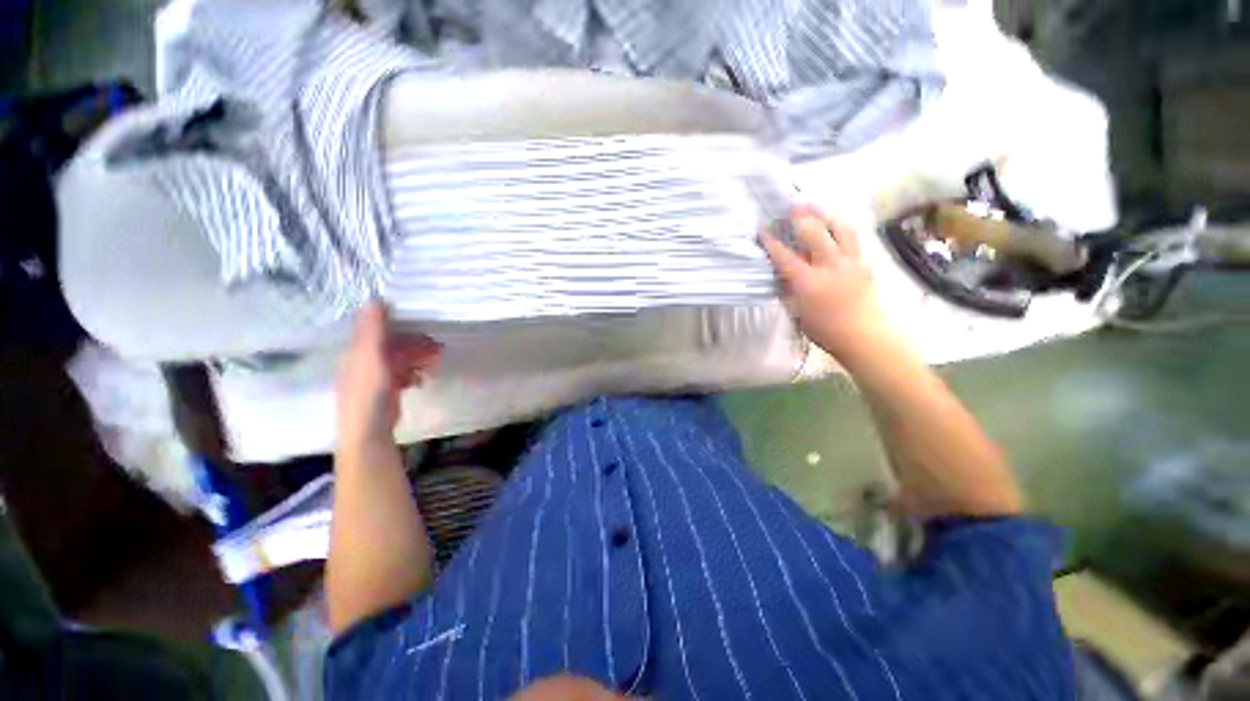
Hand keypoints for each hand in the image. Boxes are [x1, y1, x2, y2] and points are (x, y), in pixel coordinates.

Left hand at [336, 302, 439, 449]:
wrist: (369, 428)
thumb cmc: (369, 389)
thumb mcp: (370, 354)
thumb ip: (373, 328)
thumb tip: (376, 298)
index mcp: (357, 351)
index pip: (378, 331)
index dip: (399, 326)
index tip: (422, 324)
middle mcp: (364, 361)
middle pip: (392, 346)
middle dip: (415, 344)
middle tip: (438, 347)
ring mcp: (375, 378)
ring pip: (400, 361)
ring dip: (418, 358)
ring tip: (436, 362)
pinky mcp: (386, 391)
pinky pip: (402, 376)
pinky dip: (413, 374)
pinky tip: (422, 380)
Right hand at [759, 209, 890, 365]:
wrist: (863, 335)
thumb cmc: (823, 329)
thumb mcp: (796, 311)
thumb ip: (787, 289)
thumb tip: (780, 272)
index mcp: (807, 282)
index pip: (784, 256)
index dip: (771, 241)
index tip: (762, 229)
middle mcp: (829, 266)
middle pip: (813, 234)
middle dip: (801, 217)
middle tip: (792, 205)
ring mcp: (849, 262)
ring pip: (839, 230)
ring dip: (825, 216)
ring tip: (817, 207)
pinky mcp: (864, 263)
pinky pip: (852, 238)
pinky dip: (841, 228)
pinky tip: (836, 225)